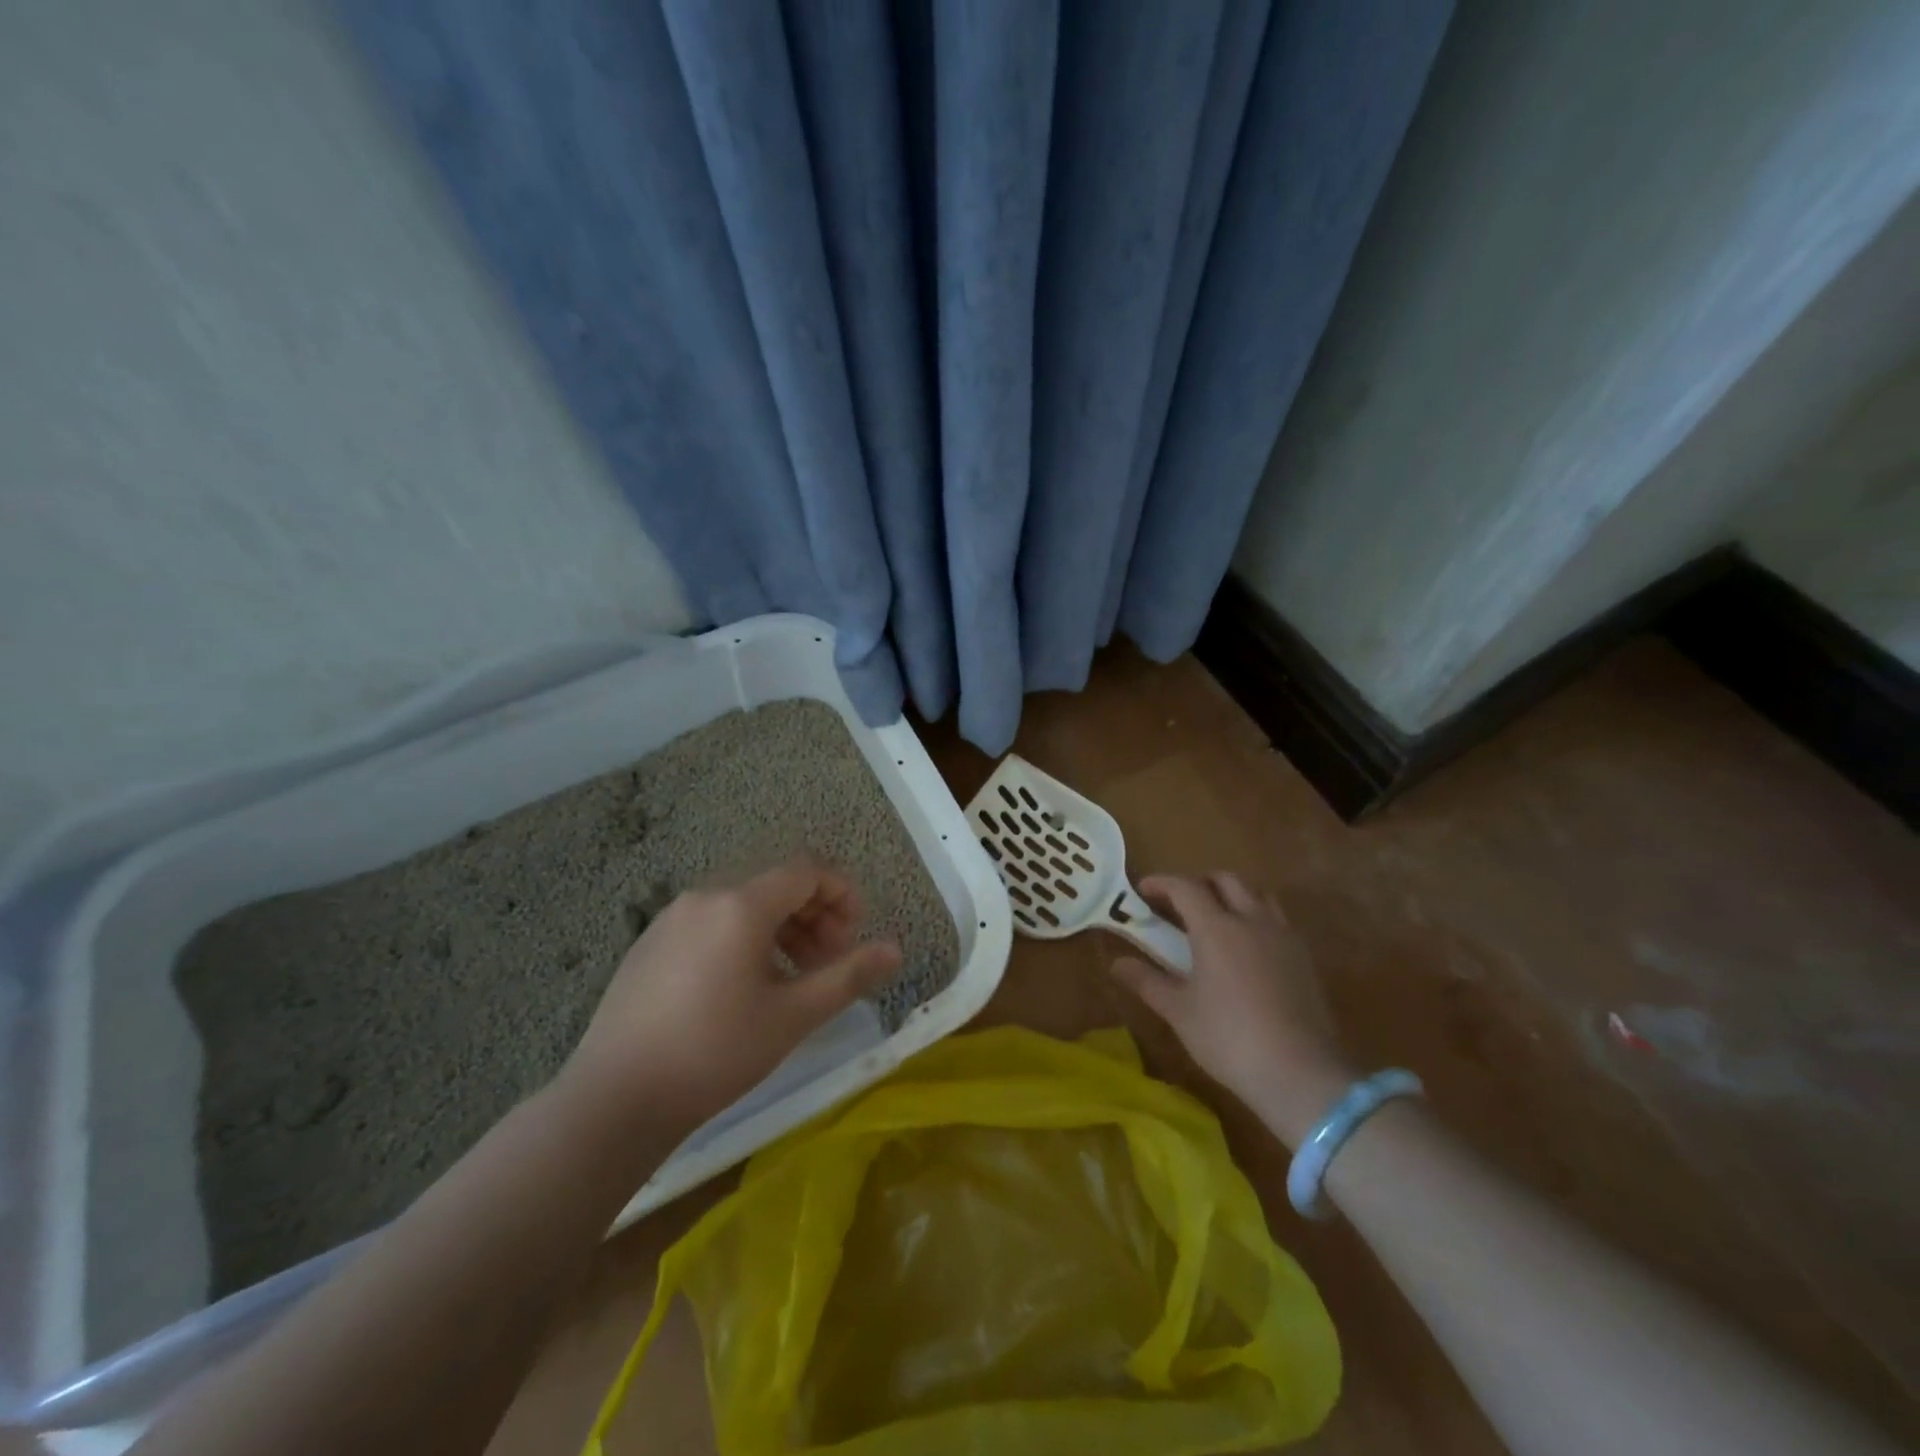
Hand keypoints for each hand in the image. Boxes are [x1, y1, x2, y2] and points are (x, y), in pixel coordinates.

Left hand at [559, 858, 901, 1133]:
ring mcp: (671, 918)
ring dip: (782, 930)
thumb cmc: (715, 1053)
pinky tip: (744, 989)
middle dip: (815, 916)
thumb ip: (848, 976)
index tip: (854, 937)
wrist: (613, 1100)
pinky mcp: (649, 944)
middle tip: (829, 963)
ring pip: (744, 905)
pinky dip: (745, 940)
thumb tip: (895, 950)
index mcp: (741, 904)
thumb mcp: (792, 1016)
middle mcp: (705, 896)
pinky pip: (713, 923)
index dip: (842, 895)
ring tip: (793, 979)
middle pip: (776, 885)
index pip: (807, 870)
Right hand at [1108, 872, 1353, 1144]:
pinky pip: (1277, 920)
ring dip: (1232, 896)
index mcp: (1216, 927)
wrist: (1300, 1073)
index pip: (1185, 887)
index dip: (1161, 883)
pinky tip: (1246, 949)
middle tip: (1178, 904)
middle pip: (1226, 880)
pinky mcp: (1304, 958)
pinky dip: (1255, 918)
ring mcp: (1283, 937)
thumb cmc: (1229, 1038)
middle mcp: (1251, 920)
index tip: (1142, 890)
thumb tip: (1117, 963)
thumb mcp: (1179, 1011)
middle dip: (1198, 883)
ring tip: (1215, 920)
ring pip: (1257, 895)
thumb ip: (1147, 981)